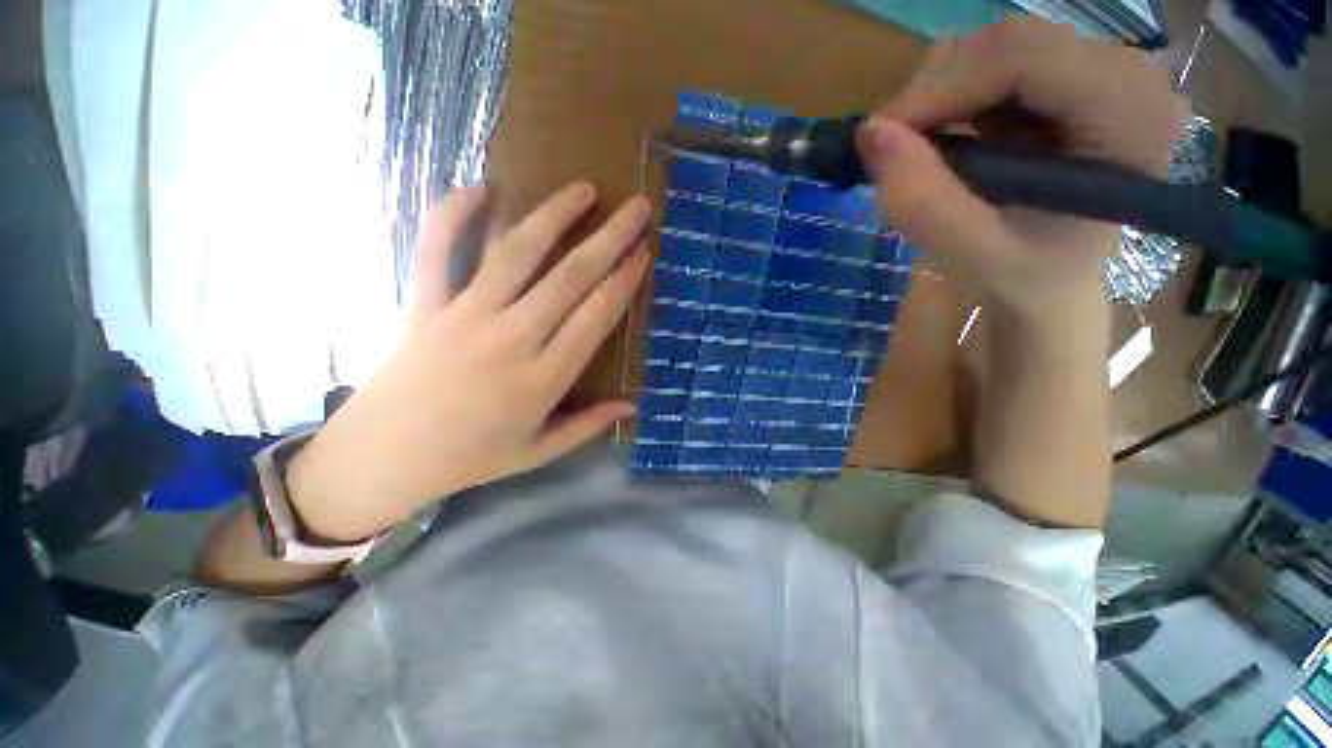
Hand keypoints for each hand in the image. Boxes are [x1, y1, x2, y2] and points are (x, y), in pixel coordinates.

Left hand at [287, 183, 649, 541]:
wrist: (382, 458)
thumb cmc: (470, 458)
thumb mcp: (538, 452)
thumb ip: (588, 425)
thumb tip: (633, 405)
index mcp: (542, 380)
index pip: (595, 318)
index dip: (623, 282)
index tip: (642, 254)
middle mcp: (511, 340)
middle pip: (569, 278)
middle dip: (609, 239)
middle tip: (635, 208)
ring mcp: (464, 317)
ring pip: (516, 254)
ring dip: (552, 216)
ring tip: (582, 189)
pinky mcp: (423, 305)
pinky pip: (436, 250)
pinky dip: (453, 214)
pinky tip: (480, 188)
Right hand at [856, 19, 1187, 317]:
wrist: (1053, 278)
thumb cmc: (1026, 276)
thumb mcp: (973, 255)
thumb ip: (923, 202)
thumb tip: (869, 134)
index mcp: (1130, 117)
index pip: (1025, 58)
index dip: (941, 88)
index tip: (880, 138)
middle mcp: (1129, 75)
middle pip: (1010, 42)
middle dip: (936, 89)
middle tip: (892, 147)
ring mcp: (1102, 69)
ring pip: (998, 46)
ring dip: (942, 93)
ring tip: (920, 149)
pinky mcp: (1073, 76)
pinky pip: (998, 61)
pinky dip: (955, 96)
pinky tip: (948, 137)